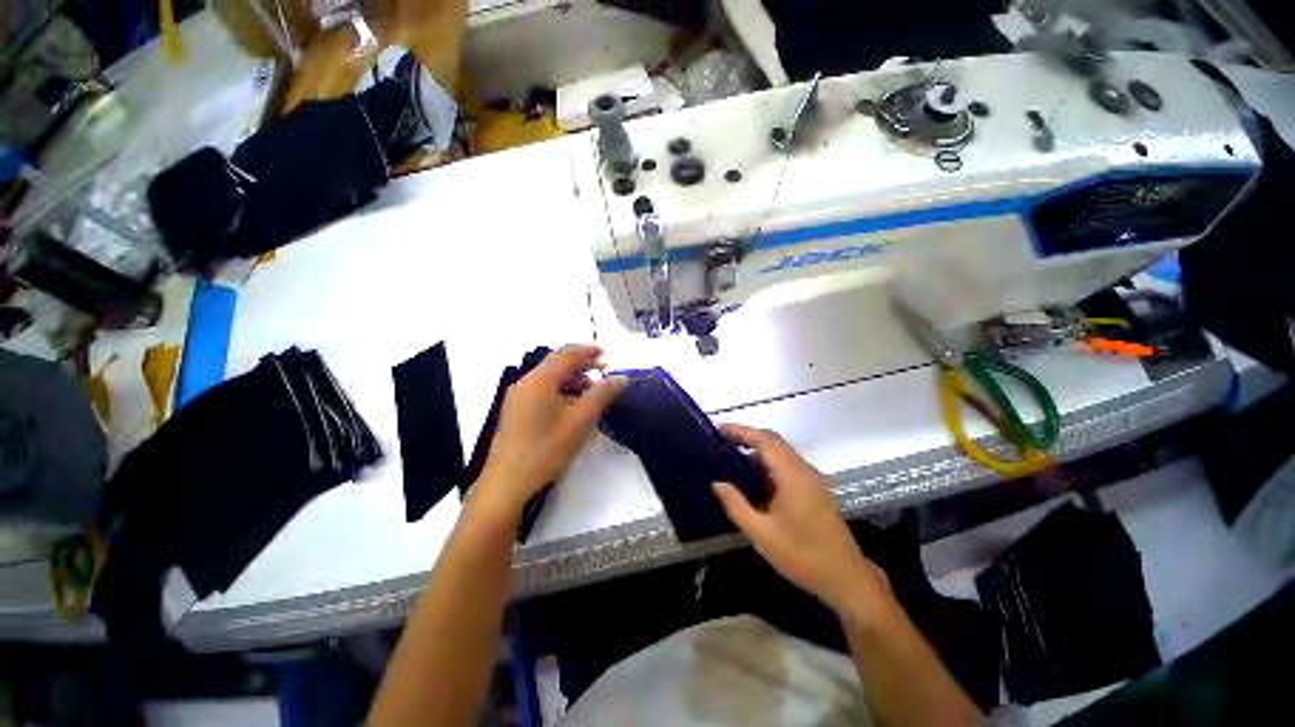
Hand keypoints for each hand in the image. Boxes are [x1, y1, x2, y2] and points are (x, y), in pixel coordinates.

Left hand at [471, 345, 625, 523]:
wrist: (507, 483)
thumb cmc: (546, 449)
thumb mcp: (580, 420)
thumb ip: (602, 395)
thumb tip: (621, 378)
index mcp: (540, 380)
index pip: (567, 354)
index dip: (589, 351)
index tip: (608, 353)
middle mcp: (526, 382)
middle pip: (557, 363)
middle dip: (582, 364)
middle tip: (605, 369)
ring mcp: (518, 397)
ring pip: (550, 378)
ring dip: (573, 378)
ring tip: (593, 388)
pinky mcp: (517, 411)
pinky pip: (542, 390)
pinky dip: (561, 390)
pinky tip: (573, 404)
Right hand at [713, 424, 890, 619]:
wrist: (846, 579)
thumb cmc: (803, 556)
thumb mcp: (762, 534)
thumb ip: (737, 506)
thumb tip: (718, 483)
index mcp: (793, 476)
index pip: (765, 440)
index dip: (741, 431)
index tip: (719, 428)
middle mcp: (804, 470)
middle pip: (774, 441)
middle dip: (747, 437)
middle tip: (721, 441)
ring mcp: (811, 479)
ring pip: (781, 453)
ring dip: (757, 450)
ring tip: (731, 456)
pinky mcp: (814, 489)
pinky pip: (786, 466)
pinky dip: (767, 463)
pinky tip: (752, 477)